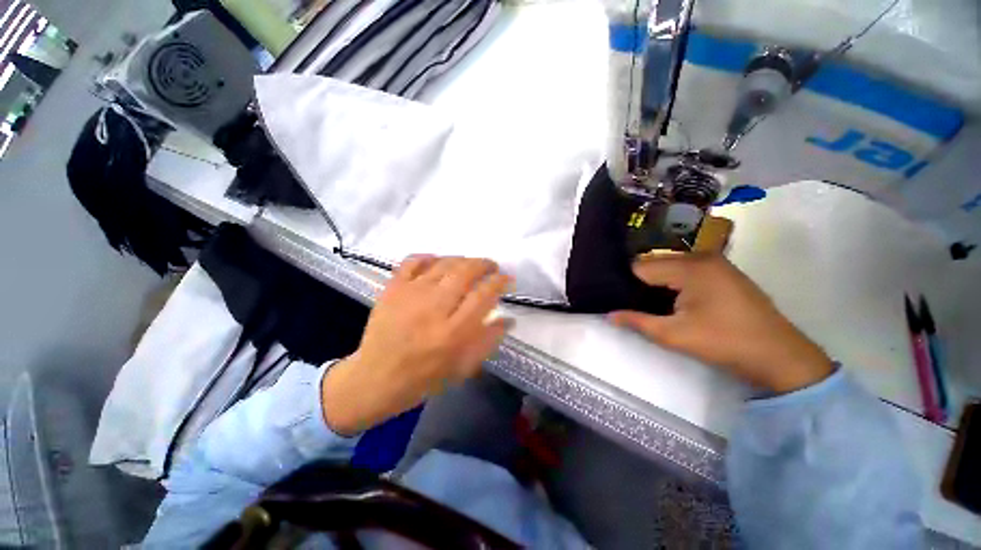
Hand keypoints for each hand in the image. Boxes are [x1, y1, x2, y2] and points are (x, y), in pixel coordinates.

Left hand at [322, 256, 513, 434]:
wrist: (376, 378)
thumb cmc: (425, 377)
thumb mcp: (464, 367)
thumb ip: (489, 340)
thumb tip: (509, 319)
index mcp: (454, 333)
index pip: (484, 295)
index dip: (500, 281)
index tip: (507, 278)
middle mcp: (434, 308)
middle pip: (465, 272)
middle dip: (484, 264)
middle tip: (491, 267)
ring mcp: (411, 294)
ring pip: (443, 263)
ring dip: (462, 260)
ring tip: (470, 265)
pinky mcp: (393, 289)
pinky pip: (413, 261)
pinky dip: (429, 257)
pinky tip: (438, 262)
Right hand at [610, 253, 832, 392]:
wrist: (779, 356)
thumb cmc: (724, 342)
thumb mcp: (674, 335)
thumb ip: (637, 321)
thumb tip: (609, 315)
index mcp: (690, 267)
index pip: (641, 266)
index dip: (627, 283)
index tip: (619, 300)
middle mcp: (702, 256)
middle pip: (655, 263)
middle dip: (642, 283)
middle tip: (635, 305)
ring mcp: (716, 262)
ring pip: (670, 267)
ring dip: (658, 284)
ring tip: (652, 305)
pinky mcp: (723, 272)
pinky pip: (686, 271)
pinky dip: (674, 283)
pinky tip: (674, 302)